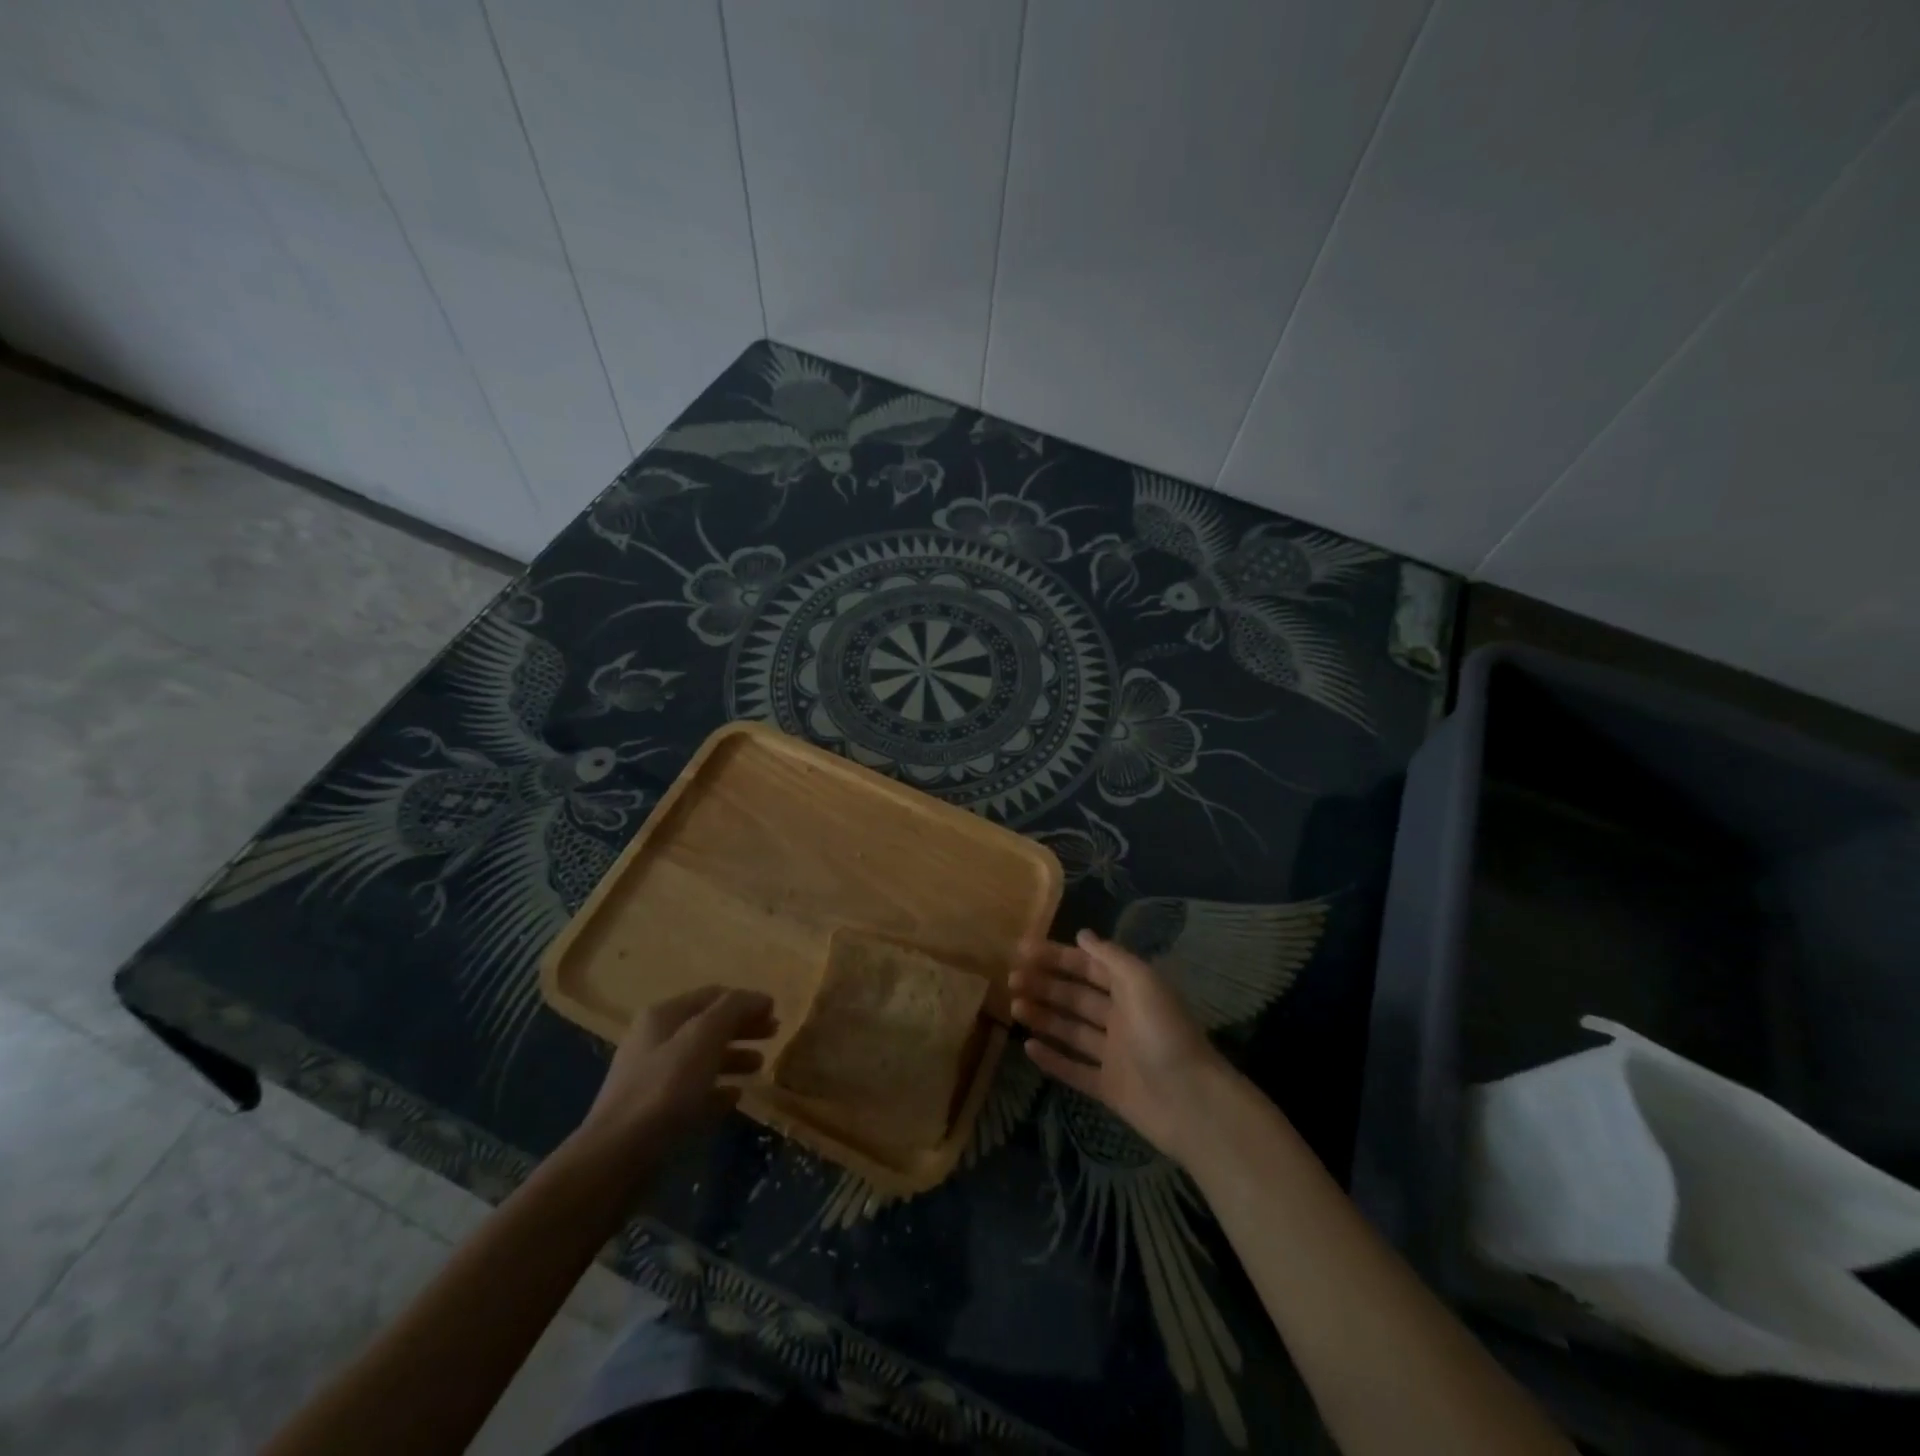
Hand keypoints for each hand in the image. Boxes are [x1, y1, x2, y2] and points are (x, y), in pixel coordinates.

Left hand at [576, 986, 777, 1158]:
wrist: (616, 1157)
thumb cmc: (665, 1089)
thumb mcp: (704, 1037)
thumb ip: (734, 1010)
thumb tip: (761, 997)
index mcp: (663, 1015)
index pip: (713, 995)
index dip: (746, 1001)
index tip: (776, 1012)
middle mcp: (655, 1040)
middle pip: (708, 1025)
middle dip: (743, 1027)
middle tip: (775, 1035)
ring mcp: (652, 1077)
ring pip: (702, 1058)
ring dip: (733, 1057)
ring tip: (760, 1066)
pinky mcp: (655, 1112)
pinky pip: (694, 1091)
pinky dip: (717, 1088)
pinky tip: (735, 1097)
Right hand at [1009, 929, 1233, 1160]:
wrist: (1190, 1102)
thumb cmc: (1164, 1032)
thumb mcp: (1140, 981)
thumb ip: (1110, 957)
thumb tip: (1082, 935)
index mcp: (1131, 990)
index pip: (1088, 967)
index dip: (1057, 956)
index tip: (1023, 950)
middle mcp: (1121, 1018)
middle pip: (1076, 996)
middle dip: (1044, 985)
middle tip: (1011, 979)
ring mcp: (1114, 1055)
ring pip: (1071, 1030)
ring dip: (1043, 1017)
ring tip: (1014, 1007)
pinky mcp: (1108, 1088)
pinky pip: (1074, 1069)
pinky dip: (1052, 1059)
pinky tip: (1028, 1047)